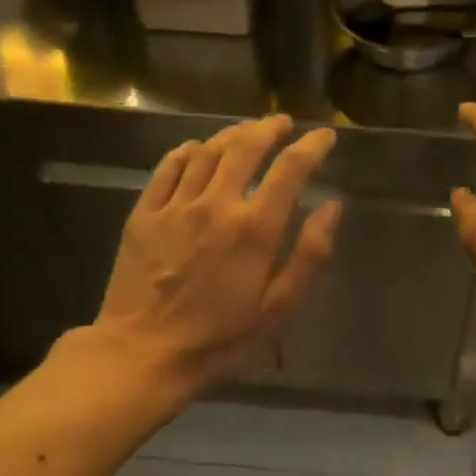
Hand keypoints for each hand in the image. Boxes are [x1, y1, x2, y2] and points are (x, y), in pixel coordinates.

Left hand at [91, 115, 340, 391]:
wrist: (144, 352)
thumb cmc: (221, 338)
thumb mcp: (279, 308)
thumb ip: (309, 254)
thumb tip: (332, 206)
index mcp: (255, 228)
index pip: (290, 170)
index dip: (311, 147)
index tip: (325, 136)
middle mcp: (216, 204)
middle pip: (245, 148)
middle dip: (269, 129)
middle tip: (283, 122)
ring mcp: (175, 206)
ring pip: (207, 151)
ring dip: (231, 134)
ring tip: (246, 131)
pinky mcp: (144, 214)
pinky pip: (167, 168)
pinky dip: (186, 152)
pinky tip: (194, 149)